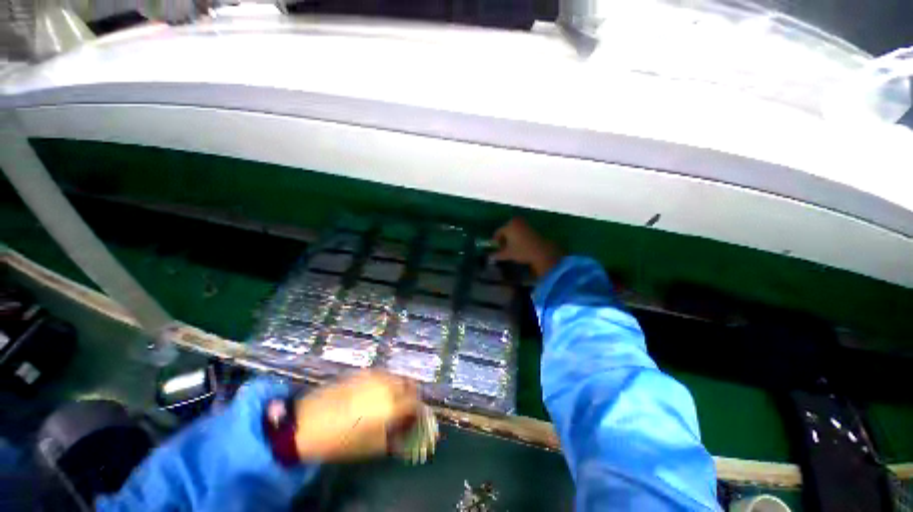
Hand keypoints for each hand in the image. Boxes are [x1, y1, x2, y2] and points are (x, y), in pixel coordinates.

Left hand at [292, 371, 419, 460]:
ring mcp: (375, 375)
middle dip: (411, 394)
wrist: (308, 422)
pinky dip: (384, 382)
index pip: (416, 402)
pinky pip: (381, 374)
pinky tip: (372, 393)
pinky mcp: (362, 371)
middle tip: (404, 407)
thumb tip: (405, 434)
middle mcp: (388, 384)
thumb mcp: (371, 447)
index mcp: (393, 404)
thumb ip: (394, 438)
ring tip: (388, 400)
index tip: (414, 418)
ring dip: (398, 387)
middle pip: (409, 383)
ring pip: (396, 376)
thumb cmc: (342, 440)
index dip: (418, 411)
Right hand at [492, 218, 562, 277]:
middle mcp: (516, 222)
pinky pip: (520, 230)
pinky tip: (519, 245)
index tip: (496, 249)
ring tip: (511, 248)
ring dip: (511, 238)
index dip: (496, 241)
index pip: (498, 232)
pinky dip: (518, 236)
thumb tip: (490, 257)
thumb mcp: (508, 254)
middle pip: (505, 230)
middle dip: (503, 239)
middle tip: (503, 248)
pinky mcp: (532, 227)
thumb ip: (497, 255)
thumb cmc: (522, 251)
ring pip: (513, 230)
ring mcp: (525, 224)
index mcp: (508, 226)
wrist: (542, 252)